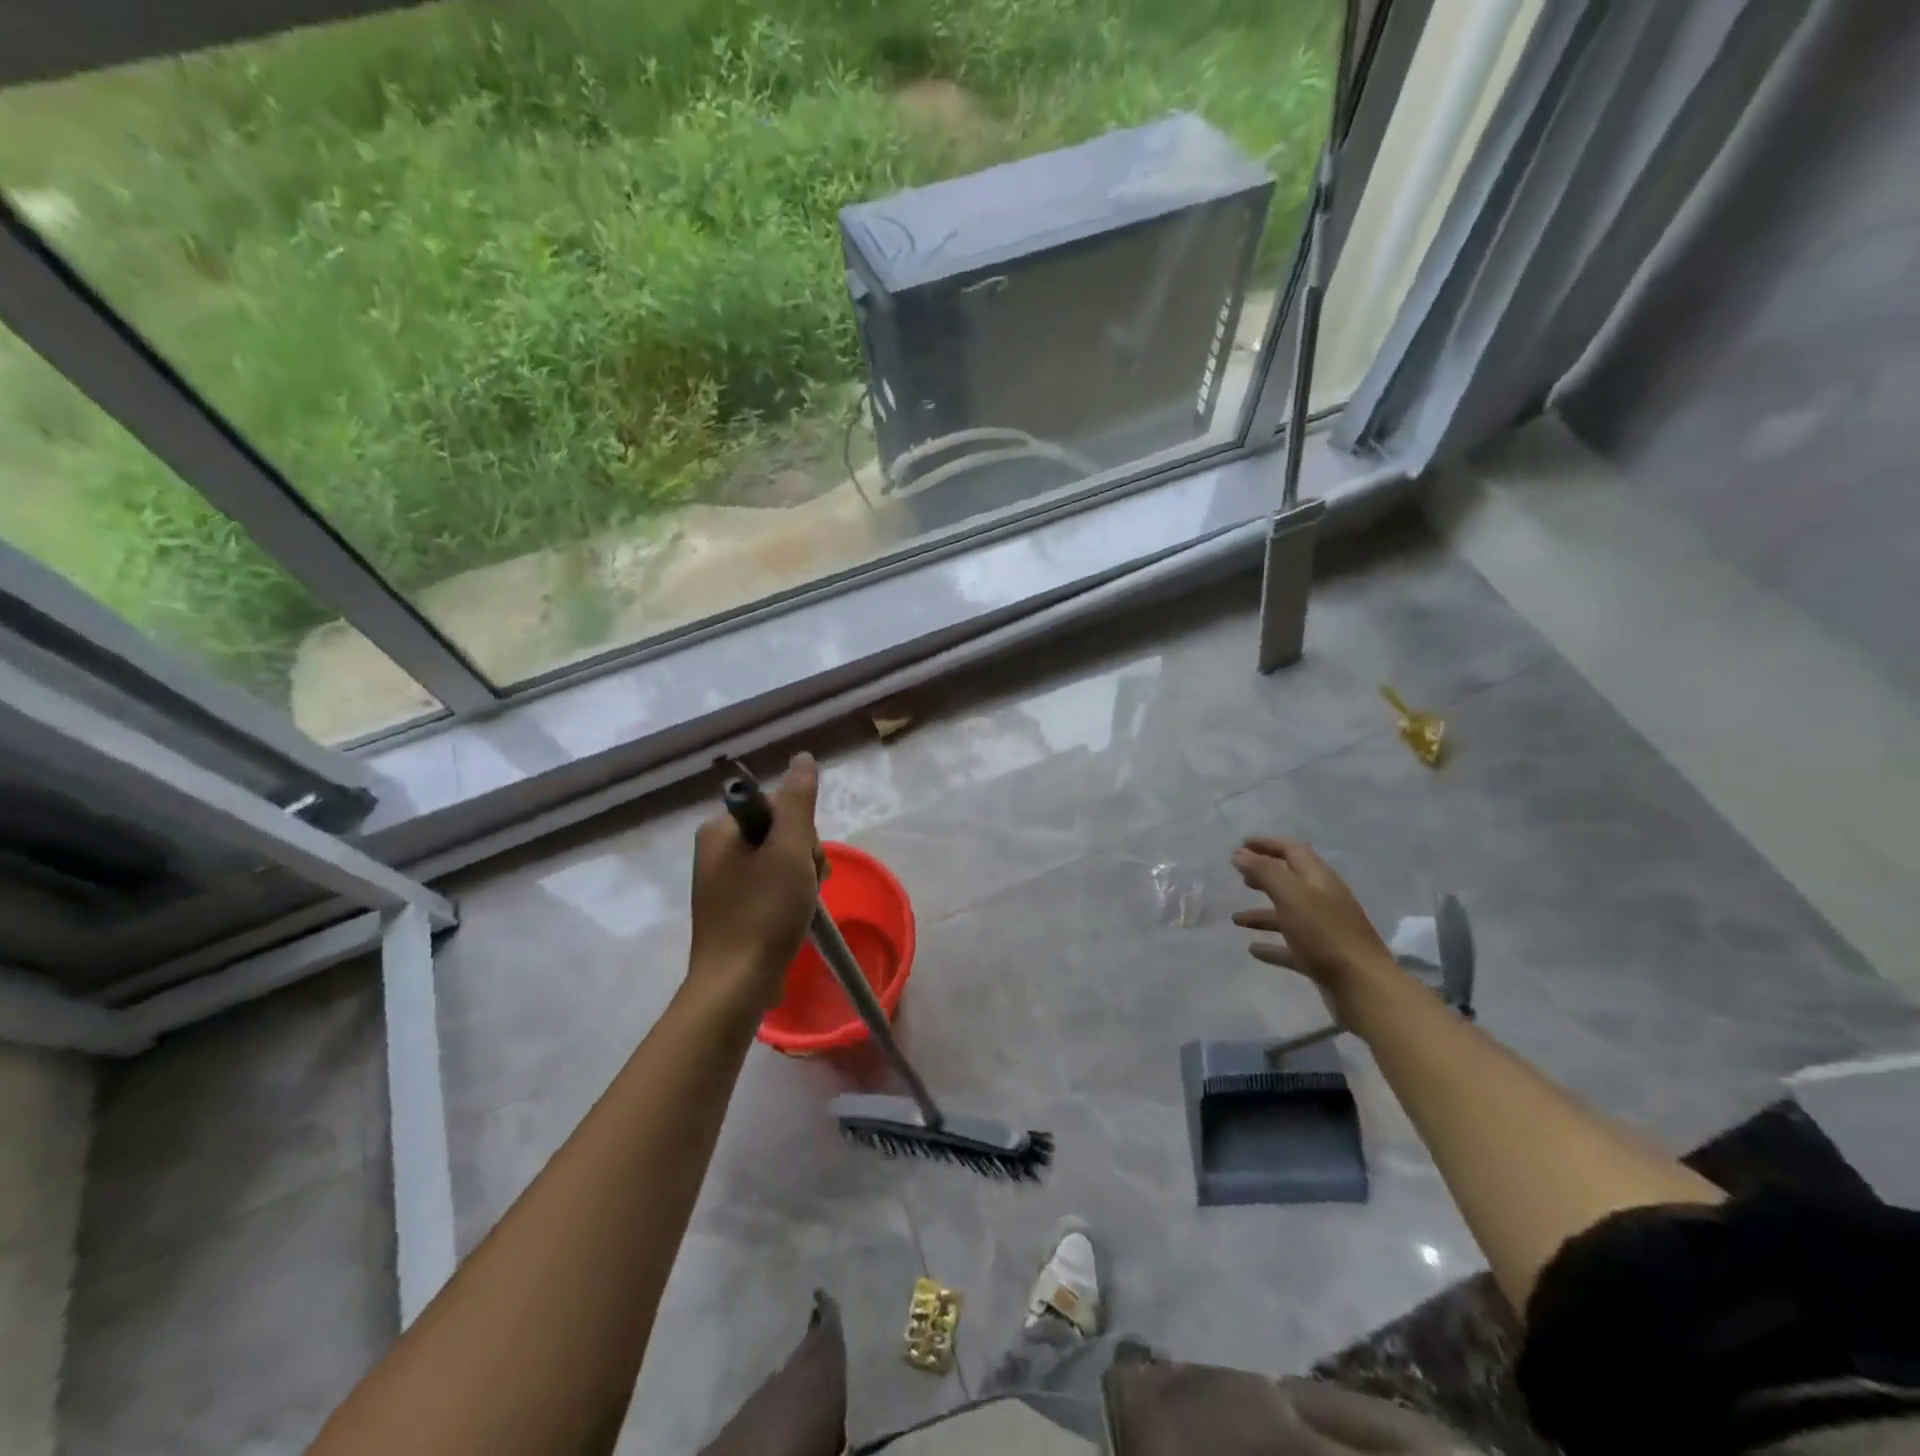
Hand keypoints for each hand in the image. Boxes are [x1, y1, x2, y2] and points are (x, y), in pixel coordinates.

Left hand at [688, 753, 822, 1010]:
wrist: (735, 983)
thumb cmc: (765, 911)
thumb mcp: (790, 849)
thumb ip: (798, 801)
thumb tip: (802, 757)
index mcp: (720, 829)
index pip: (778, 806)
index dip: (803, 831)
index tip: (808, 861)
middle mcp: (714, 849)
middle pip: (779, 832)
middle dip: (803, 856)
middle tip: (807, 886)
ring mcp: (720, 880)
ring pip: (777, 860)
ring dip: (800, 877)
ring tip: (800, 906)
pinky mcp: (728, 907)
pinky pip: (767, 884)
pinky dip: (786, 896)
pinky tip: (791, 917)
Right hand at [1230, 837, 1399, 1022]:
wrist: (1363, 987)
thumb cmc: (1325, 934)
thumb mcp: (1291, 895)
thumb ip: (1265, 872)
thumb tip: (1240, 853)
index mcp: (1320, 880)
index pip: (1293, 850)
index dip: (1267, 844)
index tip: (1241, 845)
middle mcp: (1323, 900)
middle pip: (1291, 881)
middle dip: (1265, 875)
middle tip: (1240, 877)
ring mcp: (1323, 931)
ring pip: (1288, 915)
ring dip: (1261, 913)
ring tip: (1236, 919)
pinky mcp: (1321, 958)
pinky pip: (1290, 946)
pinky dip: (1272, 945)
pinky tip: (1254, 950)